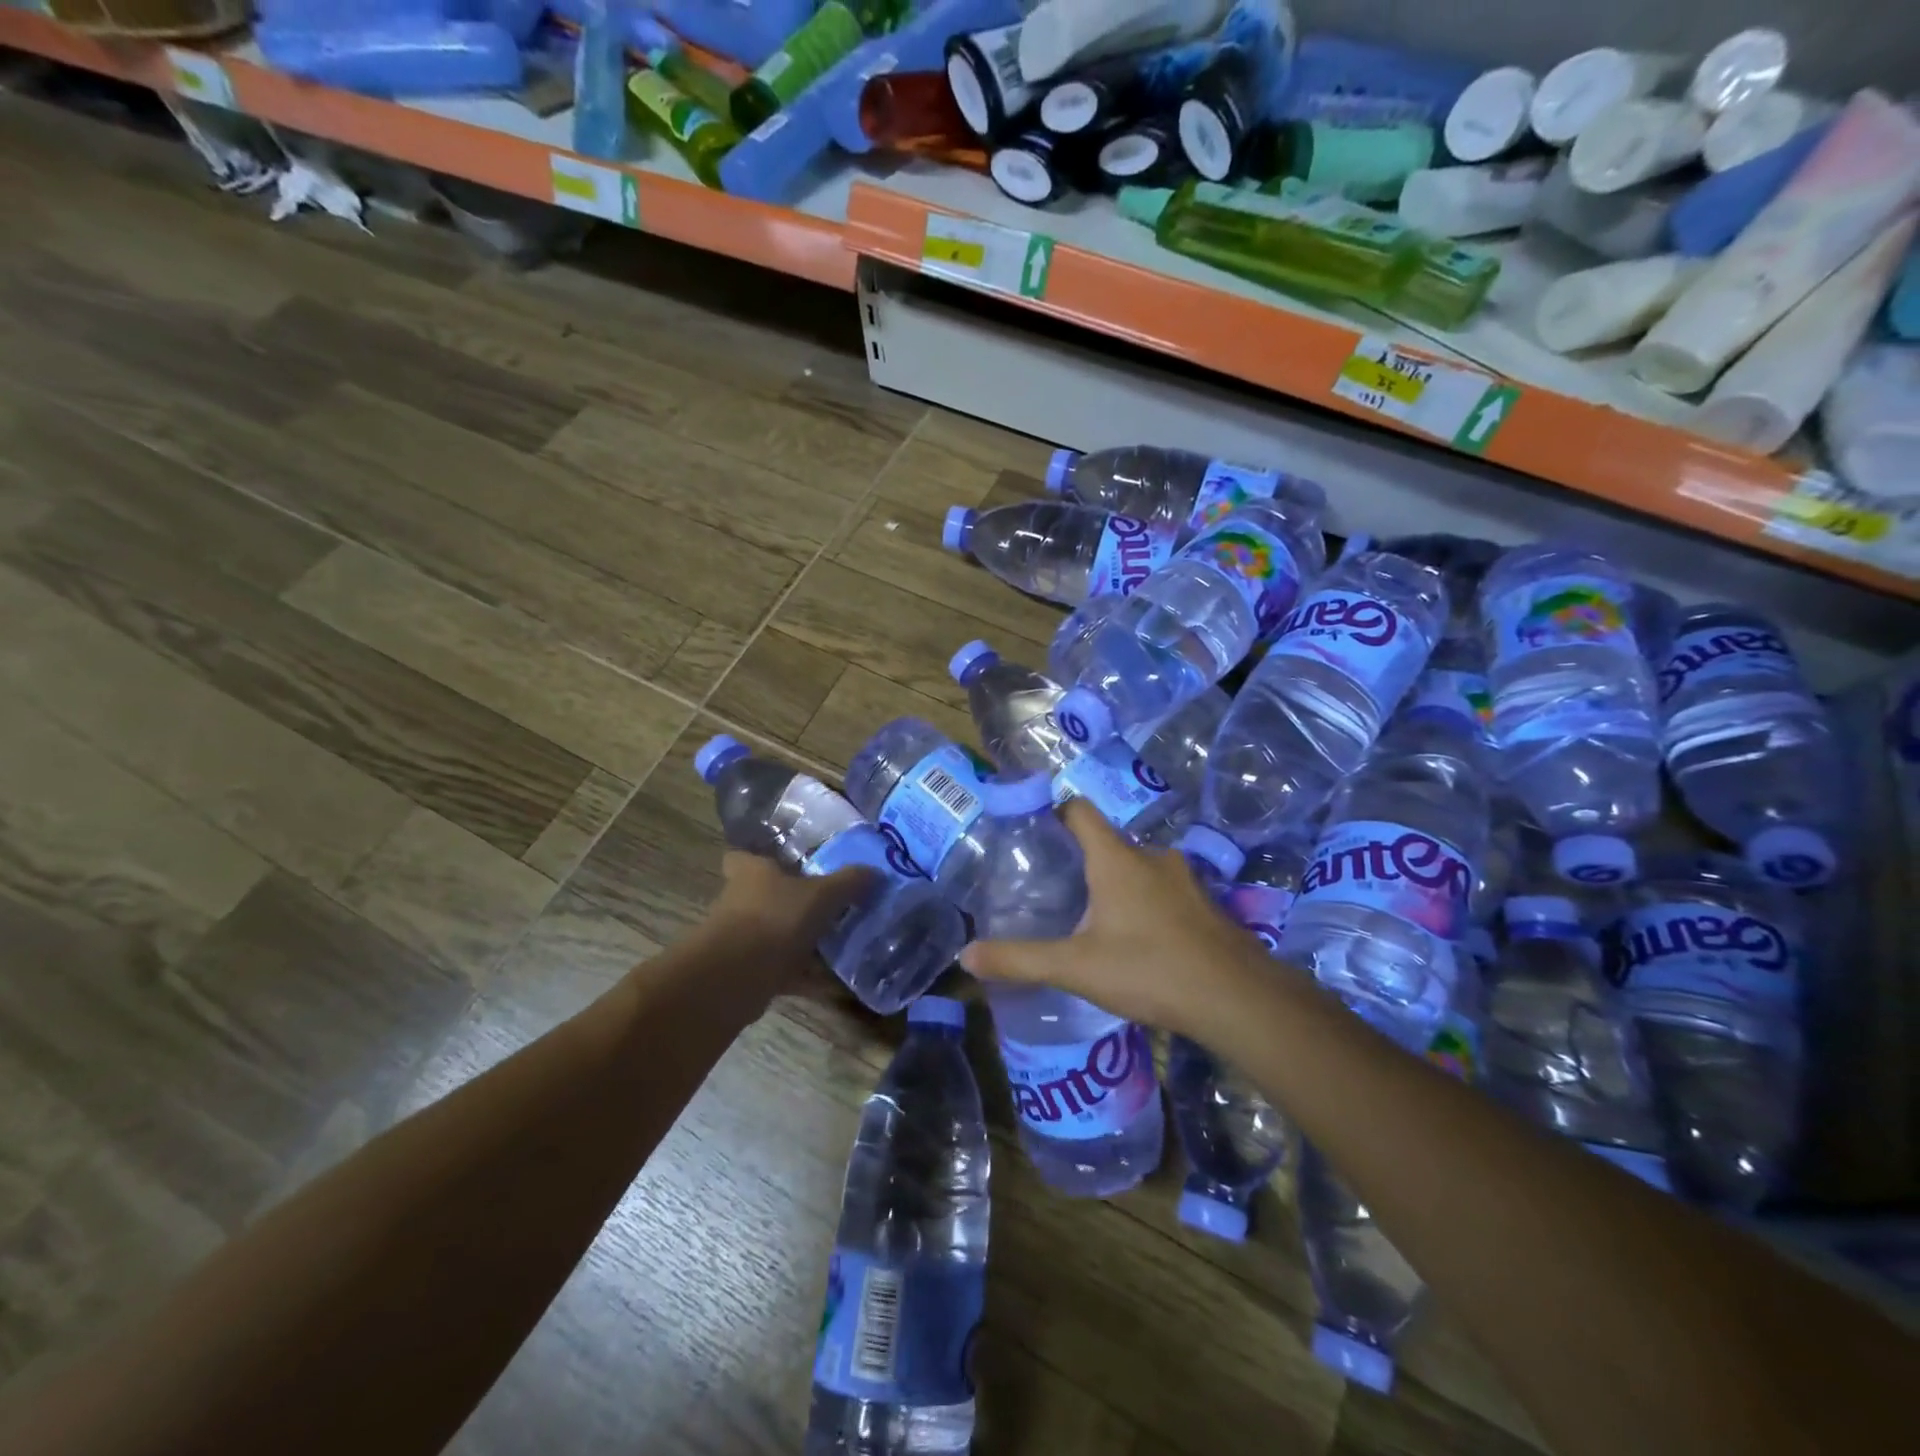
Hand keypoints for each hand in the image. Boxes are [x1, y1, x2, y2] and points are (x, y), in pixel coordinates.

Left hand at [700, 852, 875, 999]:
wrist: (735, 977)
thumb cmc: (775, 918)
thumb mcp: (822, 895)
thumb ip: (849, 882)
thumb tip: (874, 871)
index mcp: (752, 872)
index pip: (744, 857)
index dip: (761, 859)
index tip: (787, 865)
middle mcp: (740, 901)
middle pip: (764, 896)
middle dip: (790, 902)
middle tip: (827, 906)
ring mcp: (740, 939)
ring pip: (773, 934)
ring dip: (798, 941)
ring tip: (836, 944)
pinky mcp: (746, 972)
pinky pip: (781, 970)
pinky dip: (804, 976)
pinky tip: (833, 984)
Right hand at [959, 801, 1269, 1038]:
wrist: (1236, 999)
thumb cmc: (1149, 969)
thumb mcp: (1075, 967)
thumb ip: (1019, 960)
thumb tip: (965, 956)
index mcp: (1116, 858)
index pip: (1079, 810)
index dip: (1054, 812)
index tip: (1033, 831)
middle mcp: (1151, 857)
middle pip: (1108, 841)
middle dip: (1081, 858)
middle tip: (1055, 885)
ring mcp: (1184, 879)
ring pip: (1138, 867)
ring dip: (1116, 882)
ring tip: (1092, 915)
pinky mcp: (1205, 904)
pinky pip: (1164, 890)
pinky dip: (1145, 902)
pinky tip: (1137, 939)